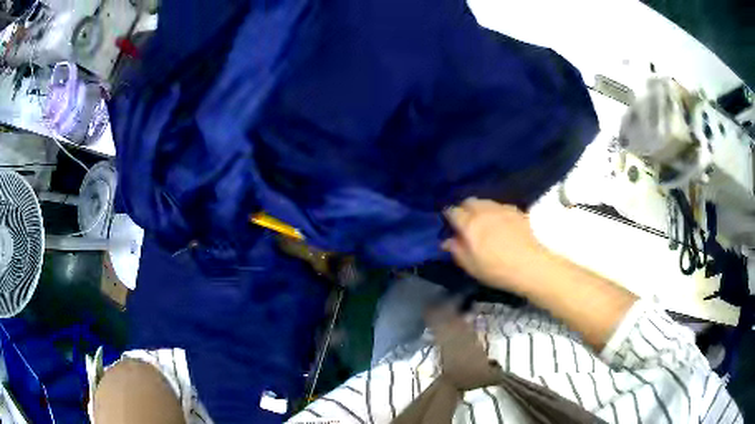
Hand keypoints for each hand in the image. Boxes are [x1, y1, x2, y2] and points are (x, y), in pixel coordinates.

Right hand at [442, 198, 543, 291]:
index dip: (448, 216)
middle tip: (465, 222)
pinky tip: (500, 224)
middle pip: (469, 201)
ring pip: (485, 202)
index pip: (452, 211)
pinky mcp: (516, 211)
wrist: (529, 264)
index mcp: (469, 224)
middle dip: (464, 209)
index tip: (449, 223)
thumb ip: (457, 250)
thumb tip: (446, 241)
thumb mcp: (471, 266)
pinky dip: (495, 212)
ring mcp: (501, 209)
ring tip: (483, 221)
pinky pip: (500, 206)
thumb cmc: (496, 269)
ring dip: (480, 209)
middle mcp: (483, 211)